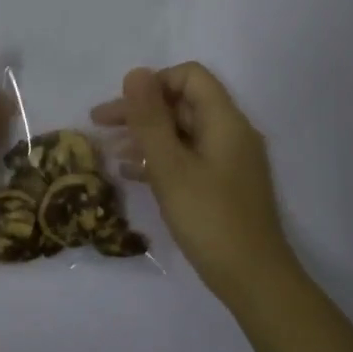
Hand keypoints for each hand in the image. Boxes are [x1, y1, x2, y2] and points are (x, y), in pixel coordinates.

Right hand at [92, 63, 298, 306]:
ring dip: (146, 136)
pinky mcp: (223, 185)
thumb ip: (150, 119)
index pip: (190, 77)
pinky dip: (160, 159)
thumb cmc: (209, 218)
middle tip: (99, 125)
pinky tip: (131, 174)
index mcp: (225, 121)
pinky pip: (187, 158)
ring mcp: (229, 161)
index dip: (153, 84)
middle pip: (183, 104)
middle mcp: (231, 133)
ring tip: (109, 150)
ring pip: (182, 132)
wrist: (253, 279)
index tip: (123, 108)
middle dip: (141, 111)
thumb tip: (135, 73)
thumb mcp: (170, 167)